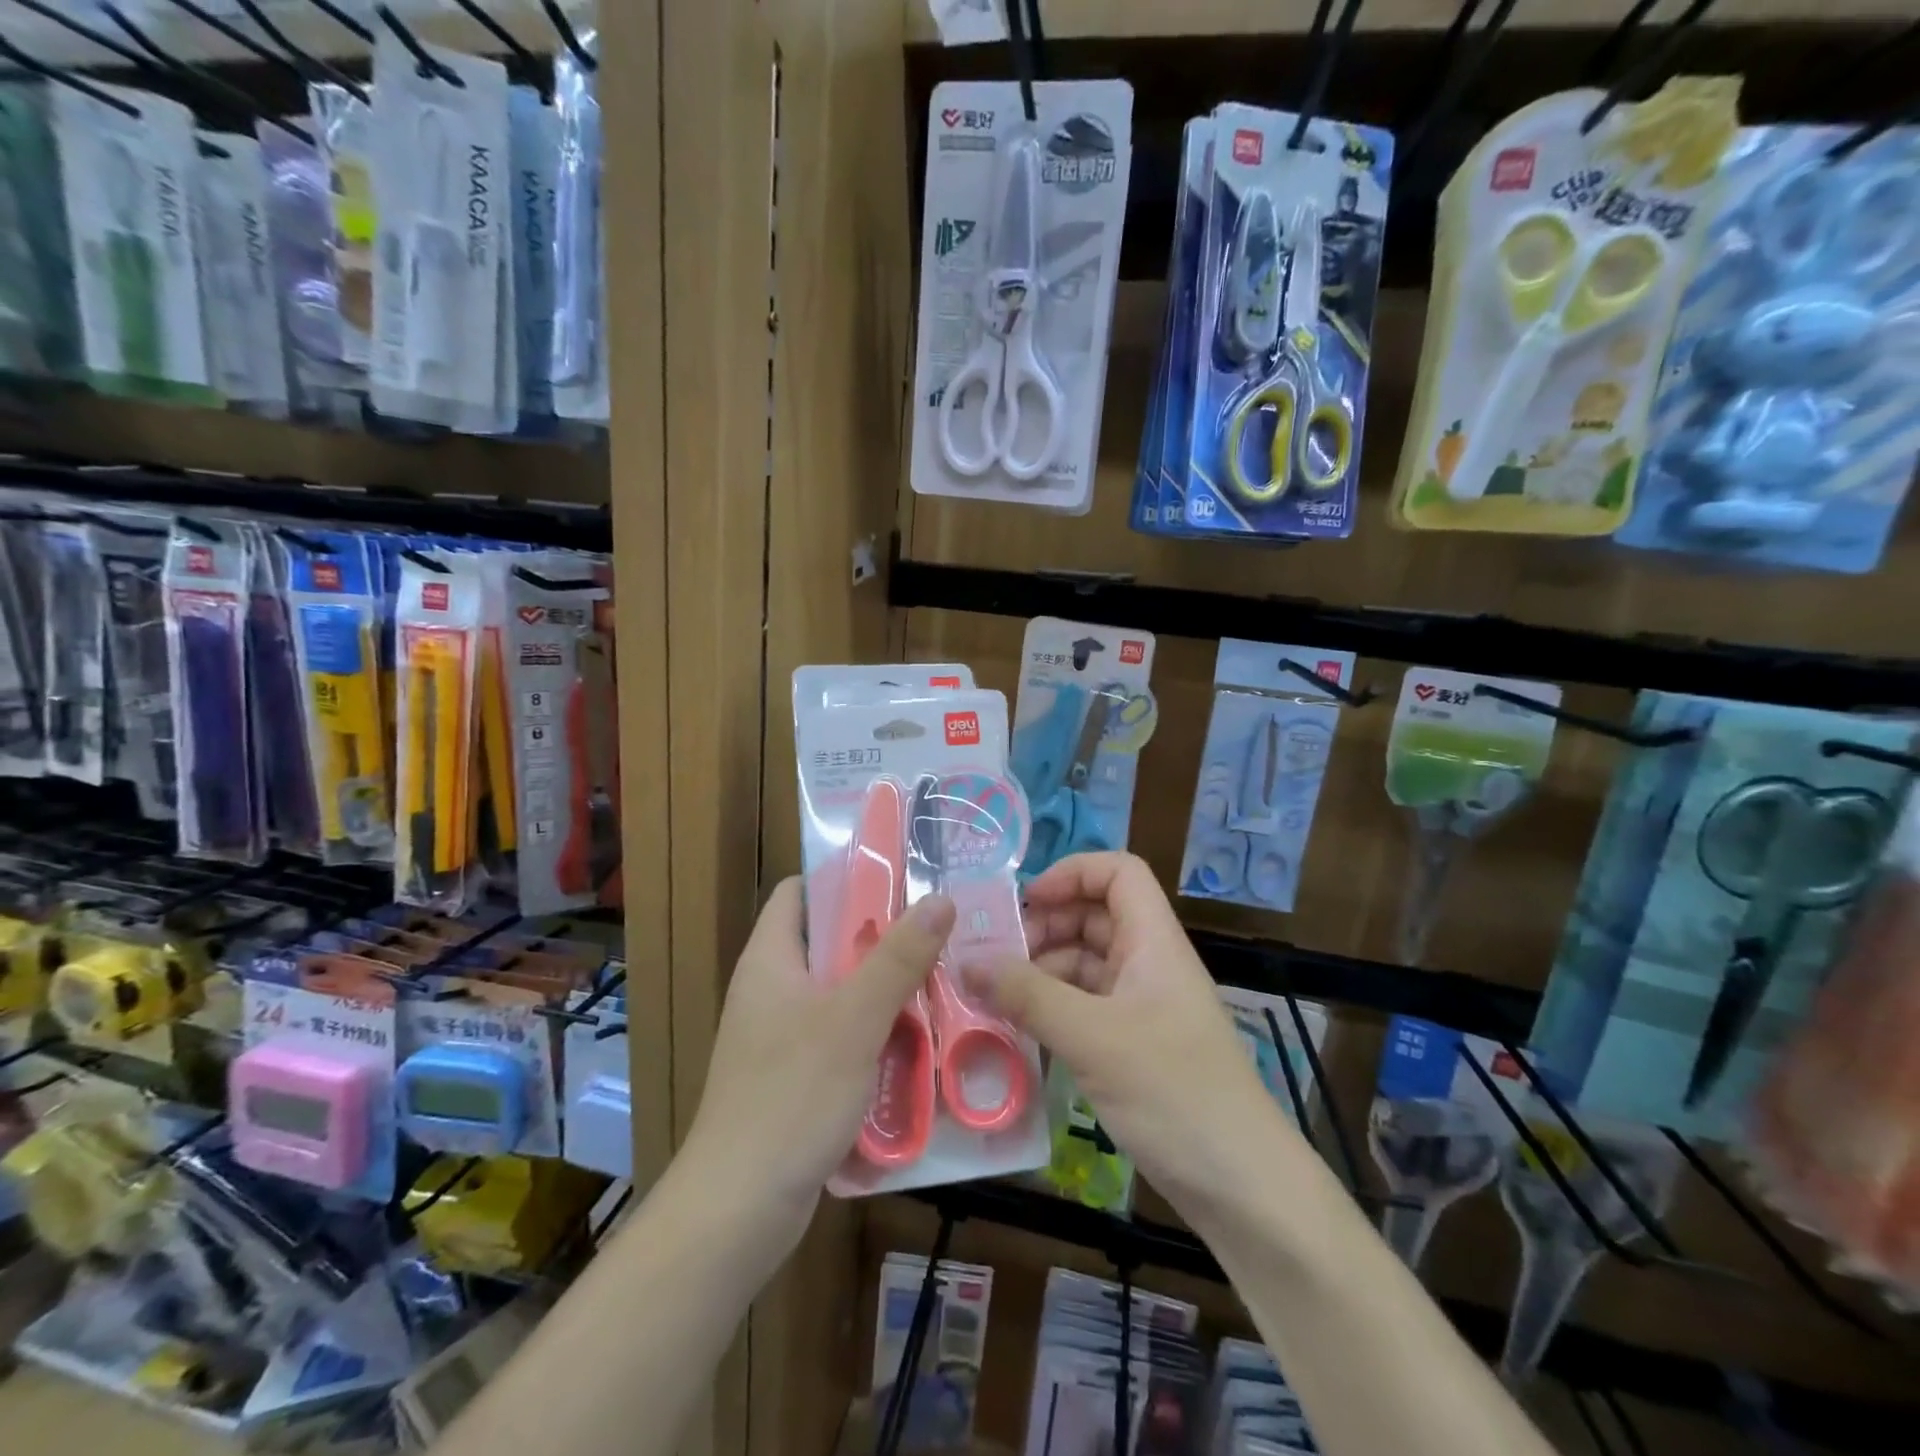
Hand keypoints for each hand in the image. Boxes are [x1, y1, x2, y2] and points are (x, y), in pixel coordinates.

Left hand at [682, 877, 955, 1253]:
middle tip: (939, 929)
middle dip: (881, 936)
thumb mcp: (853, 1019)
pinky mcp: (794, 1076)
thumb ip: (898, 958)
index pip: (799, 893)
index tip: (899, 876)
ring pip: (840, 992)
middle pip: (828, 942)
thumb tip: (940, 898)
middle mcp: (771, 989)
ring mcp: (780, 1036)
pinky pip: (841, 1036)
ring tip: (942, 978)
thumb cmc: (791, 1097)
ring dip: (885, 988)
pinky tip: (918, 1040)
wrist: (738, 1211)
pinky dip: (875, 1031)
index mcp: (770, 960)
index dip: (843, 878)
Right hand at [965, 852, 1300, 1220]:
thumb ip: (1028, 996)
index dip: (1072, 872)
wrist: (1243, 1188)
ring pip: (1085, 966)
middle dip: (1044, 927)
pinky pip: (1085, 1009)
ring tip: (993, 997)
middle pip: (1095, 917)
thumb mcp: (1093, 1038)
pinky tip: (1018, 1031)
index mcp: (1153, 941)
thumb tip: (966, 960)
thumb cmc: (1174, 1093)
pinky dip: (1051, 1011)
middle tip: (994, 956)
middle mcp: (1149, 964)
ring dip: (1041, 972)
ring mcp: (1143, 1007)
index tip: (1026, 903)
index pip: (1119, 872)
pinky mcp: (1134, 1048)